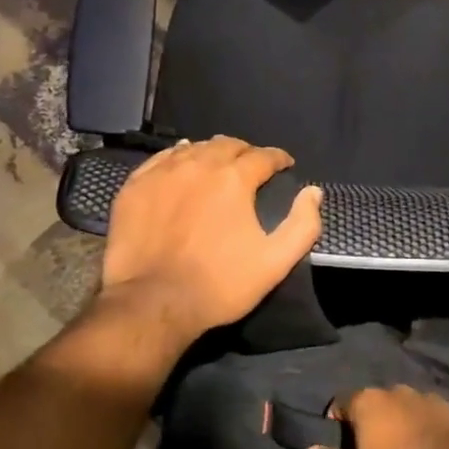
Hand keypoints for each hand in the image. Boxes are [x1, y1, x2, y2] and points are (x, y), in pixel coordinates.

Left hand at [99, 136, 322, 348]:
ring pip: (194, 148)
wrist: (152, 303)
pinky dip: (177, 157)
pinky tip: (180, 164)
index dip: (278, 158)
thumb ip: (302, 225)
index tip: (285, 165)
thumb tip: (313, 192)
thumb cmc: (219, 285)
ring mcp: (162, 173)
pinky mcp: (135, 186)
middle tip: (252, 165)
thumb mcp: (275, 262)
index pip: (263, 156)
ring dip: (212, 152)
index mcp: (234, 179)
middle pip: (227, 144)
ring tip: (218, 163)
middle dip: (245, 151)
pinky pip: (161, 159)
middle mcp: (198, 165)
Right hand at [305, 386, 448, 448]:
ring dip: (395, 423)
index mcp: (366, 401)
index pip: (339, 403)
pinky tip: (423, 447)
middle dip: (367, 423)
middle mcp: (393, 390)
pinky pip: (424, 415)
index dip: (335, 423)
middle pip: (371, 404)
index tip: (339, 447)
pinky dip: (420, 426)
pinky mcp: (448, 408)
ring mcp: (423, 396)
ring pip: (399, 407)